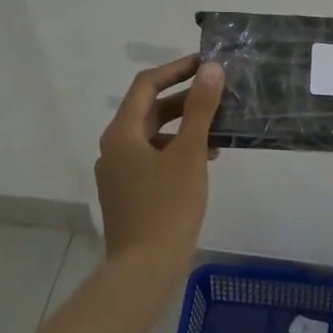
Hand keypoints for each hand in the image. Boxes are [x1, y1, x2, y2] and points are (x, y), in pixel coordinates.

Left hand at [95, 55, 224, 270]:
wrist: (145, 268)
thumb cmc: (167, 206)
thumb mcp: (190, 153)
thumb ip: (201, 109)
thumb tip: (211, 69)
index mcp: (122, 133)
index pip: (146, 85)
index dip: (176, 69)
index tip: (206, 63)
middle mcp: (114, 148)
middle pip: (149, 110)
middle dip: (184, 99)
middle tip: (218, 94)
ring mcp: (119, 172)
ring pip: (154, 135)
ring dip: (185, 126)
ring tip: (218, 127)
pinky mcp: (129, 193)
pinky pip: (154, 158)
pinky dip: (178, 150)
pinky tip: (205, 159)